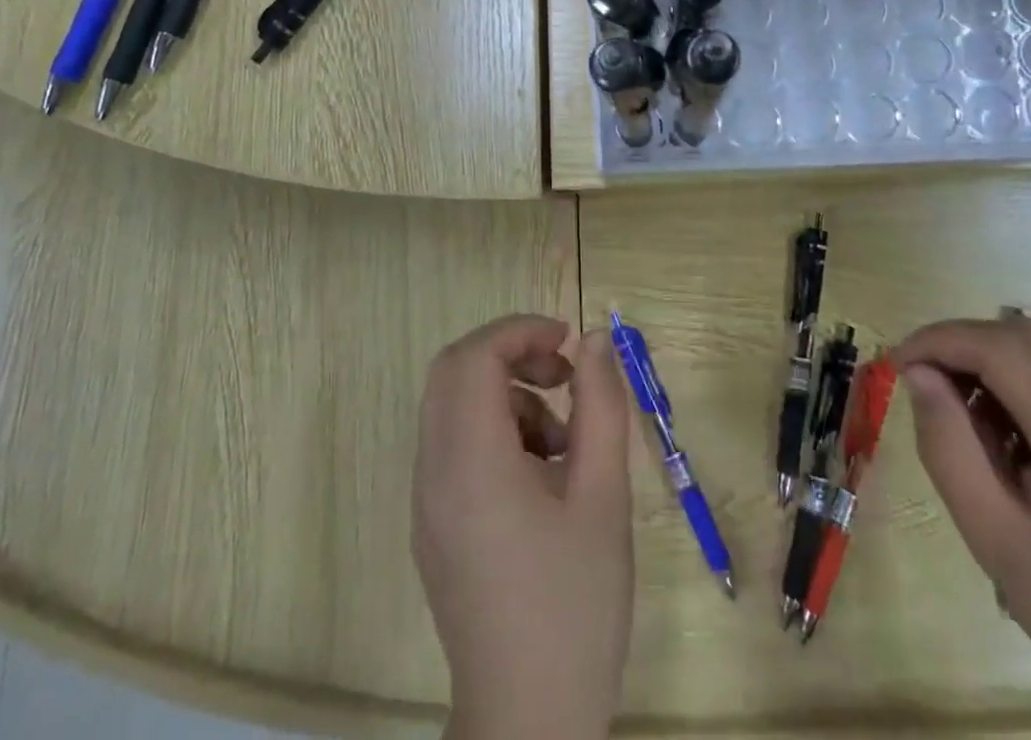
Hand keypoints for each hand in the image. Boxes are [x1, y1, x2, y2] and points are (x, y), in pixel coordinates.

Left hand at [414, 315, 632, 739]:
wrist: (528, 724)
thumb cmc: (574, 607)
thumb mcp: (604, 498)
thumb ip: (601, 407)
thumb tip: (593, 341)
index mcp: (470, 464)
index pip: (474, 357)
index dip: (520, 330)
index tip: (567, 340)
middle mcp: (434, 473)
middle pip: (453, 372)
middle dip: (510, 354)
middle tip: (563, 374)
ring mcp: (427, 503)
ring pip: (452, 407)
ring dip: (506, 397)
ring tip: (565, 441)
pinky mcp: (433, 527)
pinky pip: (453, 447)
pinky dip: (494, 432)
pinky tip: (543, 476)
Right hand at [892, 317, 1030, 739]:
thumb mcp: (998, 541)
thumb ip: (948, 447)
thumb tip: (919, 376)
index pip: (994, 343)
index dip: (935, 340)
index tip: (895, 366)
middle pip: (1022, 336)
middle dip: (962, 347)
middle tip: (926, 392)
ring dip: (998, 366)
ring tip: (974, 427)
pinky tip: (1026, 447)